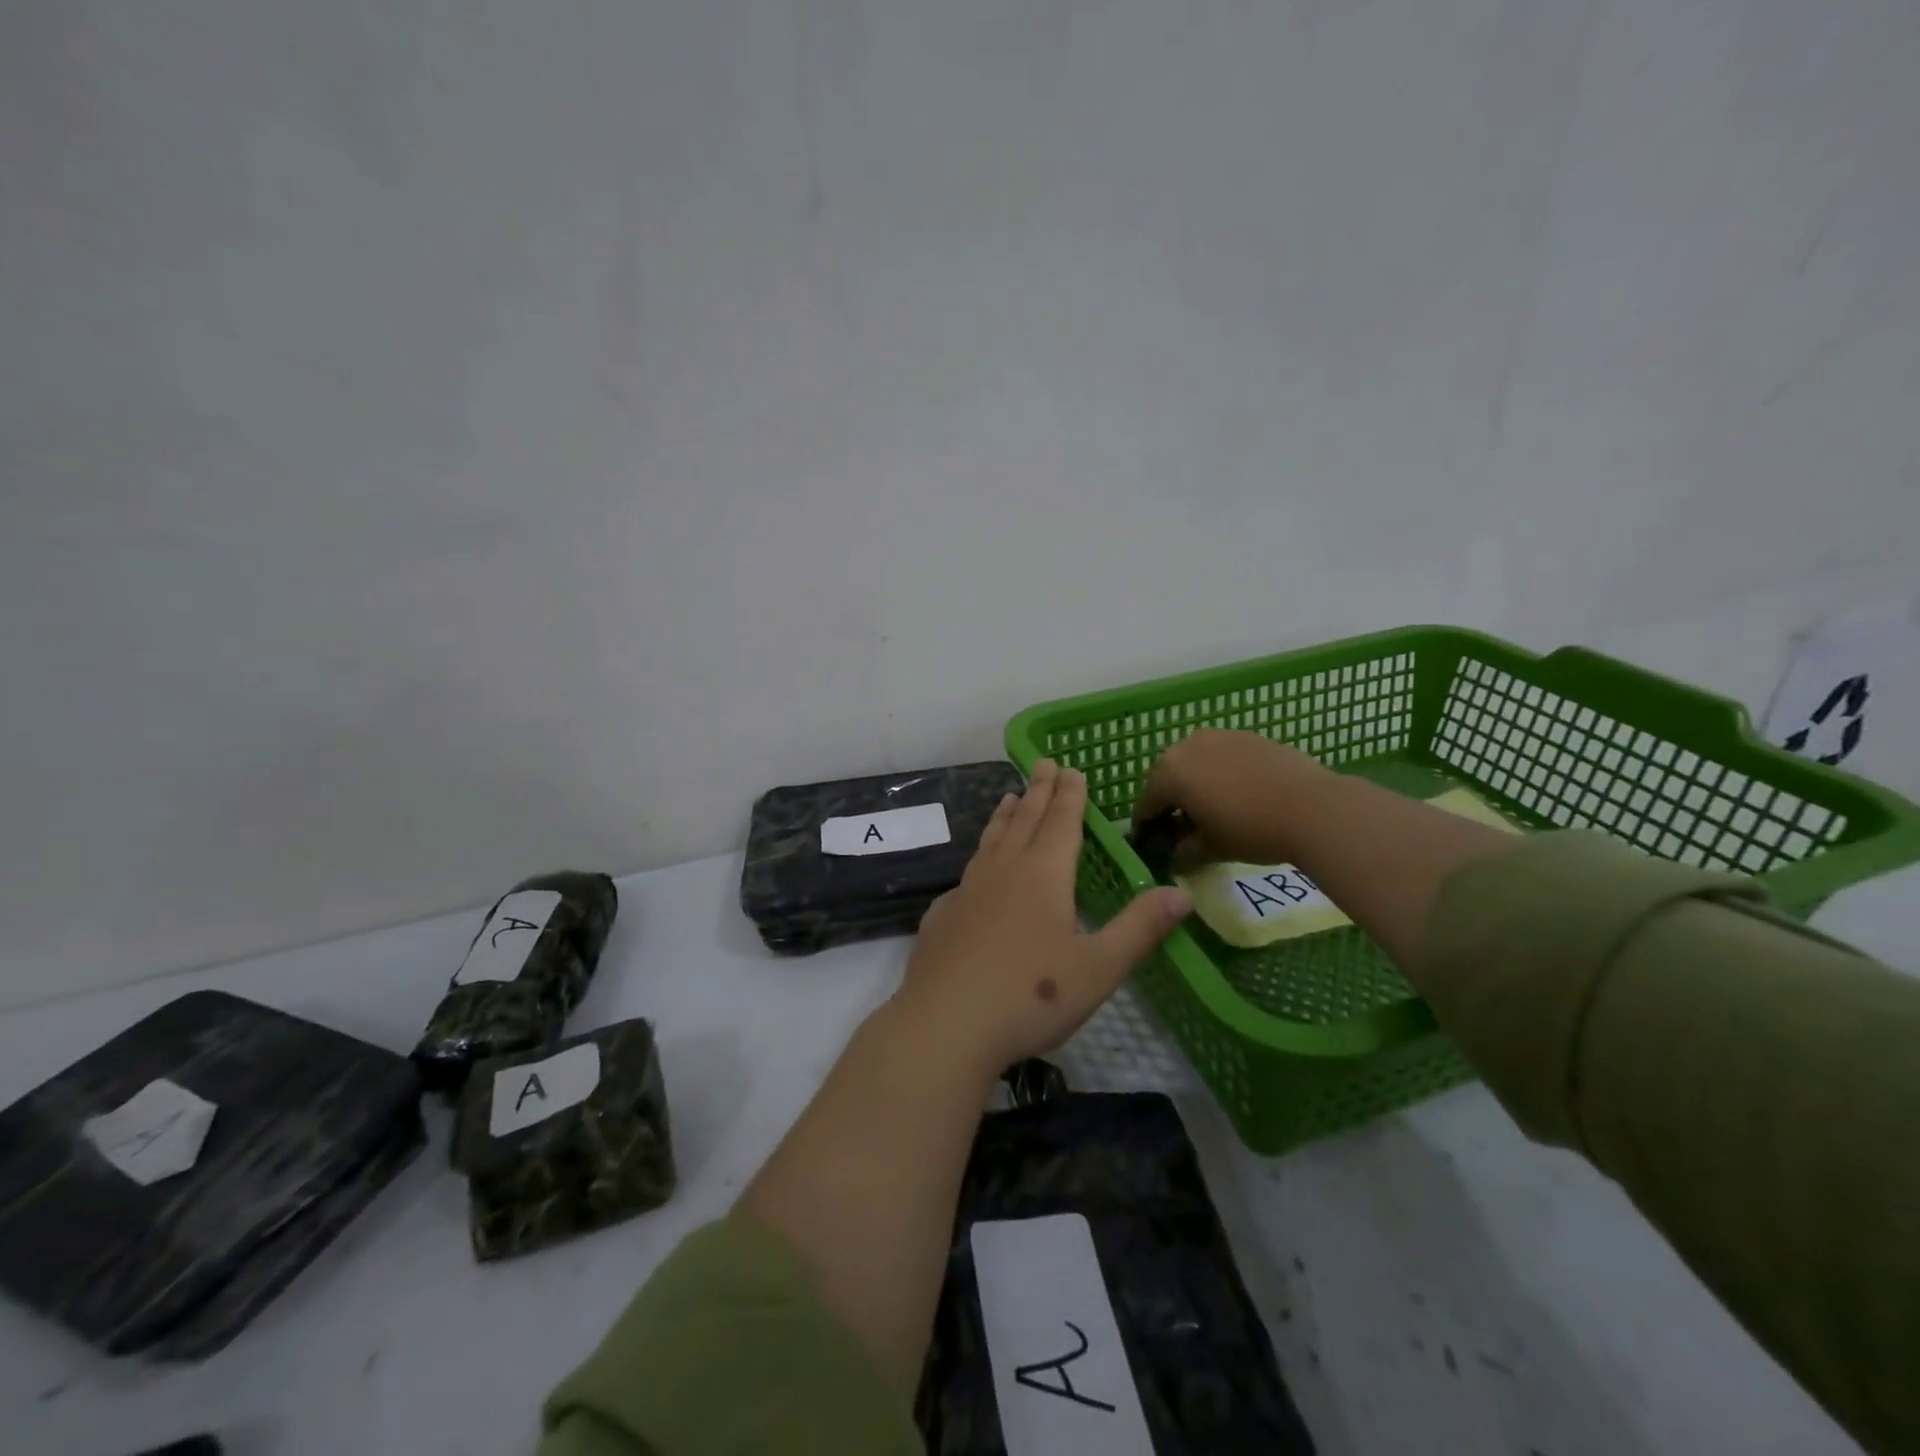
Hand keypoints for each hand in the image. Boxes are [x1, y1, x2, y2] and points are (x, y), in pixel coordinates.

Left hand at [894, 760, 1190, 1073]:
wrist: (944, 1024)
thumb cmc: (1031, 996)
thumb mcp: (1099, 967)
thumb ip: (1140, 928)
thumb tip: (1183, 893)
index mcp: (1043, 876)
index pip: (1061, 823)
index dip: (1070, 795)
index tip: (1071, 768)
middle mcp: (1003, 872)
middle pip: (1025, 821)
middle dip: (1039, 791)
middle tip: (1043, 763)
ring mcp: (967, 891)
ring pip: (991, 841)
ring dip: (1005, 816)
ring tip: (1010, 797)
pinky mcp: (942, 915)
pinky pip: (968, 872)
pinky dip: (980, 855)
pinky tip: (977, 868)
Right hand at [1134, 728, 1335, 867]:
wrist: (1314, 808)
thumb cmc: (1250, 830)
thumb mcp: (1210, 849)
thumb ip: (1184, 851)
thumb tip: (1175, 855)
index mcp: (1169, 772)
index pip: (1146, 802)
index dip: (1146, 826)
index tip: (1151, 844)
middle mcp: (1188, 745)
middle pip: (1169, 777)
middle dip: (1171, 801)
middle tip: (1181, 827)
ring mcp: (1221, 736)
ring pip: (1197, 763)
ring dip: (1197, 784)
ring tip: (1212, 809)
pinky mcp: (1251, 736)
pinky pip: (1224, 757)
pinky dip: (1222, 774)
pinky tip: (1239, 795)